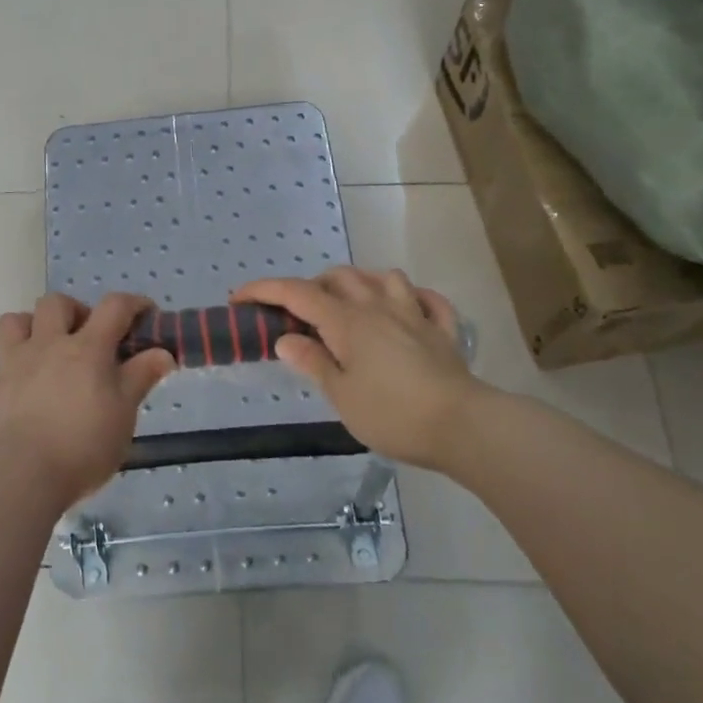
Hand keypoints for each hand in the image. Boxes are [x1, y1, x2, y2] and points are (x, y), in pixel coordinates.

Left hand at [0, 293, 176, 506]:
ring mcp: (11, 366)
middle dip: (73, 310)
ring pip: (10, 323)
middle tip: (85, 335)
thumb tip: (163, 352)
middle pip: (55, 304)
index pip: (114, 308)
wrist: (23, 477)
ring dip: (24, 324)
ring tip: (37, 341)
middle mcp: (47, 346)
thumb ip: (141, 378)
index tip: (145, 314)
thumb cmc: (83, 446)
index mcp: (86, 349)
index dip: (133, 304)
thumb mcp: (124, 414)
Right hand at [235, 268, 483, 469]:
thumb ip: (313, 362)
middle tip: (298, 314)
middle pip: (339, 277)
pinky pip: (428, 300)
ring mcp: (414, 314)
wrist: (463, 426)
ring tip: (349, 304)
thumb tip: (285, 339)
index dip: (263, 290)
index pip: (296, 294)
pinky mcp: (443, 331)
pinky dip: (412, 297)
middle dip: (312, 286)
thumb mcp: (341, 395)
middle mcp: (378, 306)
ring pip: (383, 277)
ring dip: (360, 282)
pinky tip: (406, 307)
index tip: (239, 298)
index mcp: (347, 321)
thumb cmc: (393, 414)